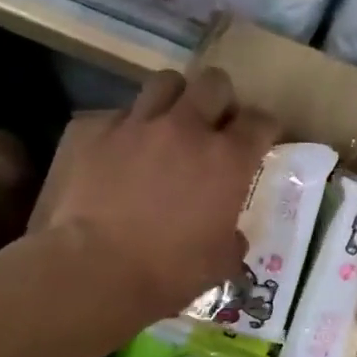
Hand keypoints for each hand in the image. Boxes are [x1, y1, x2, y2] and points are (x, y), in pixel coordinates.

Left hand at [47, 67, 279, 324]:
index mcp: (227, 159)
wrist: (93, 271)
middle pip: (214, 84)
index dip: (263, 129)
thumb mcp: (219, 264)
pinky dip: (124, 128)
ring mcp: (136, 123)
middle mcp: (185, 128)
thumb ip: (232, 239)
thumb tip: (232, 236)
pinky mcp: (92, 129)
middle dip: (220, 100)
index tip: (260, 140)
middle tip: (213, 125)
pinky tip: (118, 152)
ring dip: (173, 100)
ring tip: (167, 125)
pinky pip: (115, 114)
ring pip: (165, 83)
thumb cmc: (167, 273)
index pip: (260, 122)